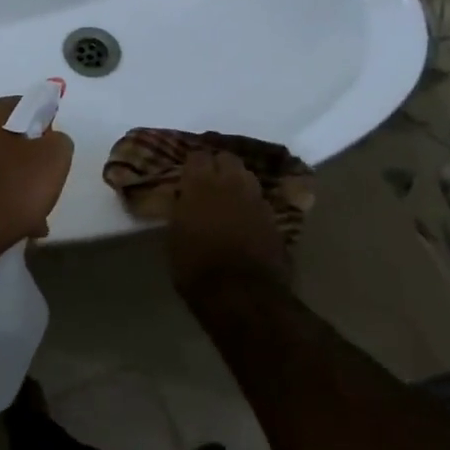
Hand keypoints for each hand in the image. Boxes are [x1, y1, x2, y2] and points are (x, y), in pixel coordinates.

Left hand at [0, 97, 74, 258]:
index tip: (52, 151)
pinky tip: (11, 223)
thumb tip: (49, 139)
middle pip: (4, 137)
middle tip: (43, 184)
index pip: (22, 105)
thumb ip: (58, 140)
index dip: (43, 124)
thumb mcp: (53, 160)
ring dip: (12, 183)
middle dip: (26, 158)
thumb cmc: (9, 192)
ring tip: (31, 214)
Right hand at [166, 150, 291, 297]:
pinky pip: (259, 200)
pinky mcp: (274, 218)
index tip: (187, 172)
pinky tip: (244, 217)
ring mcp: (256, 199)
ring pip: (247, 176)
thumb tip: (183, 200)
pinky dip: (251, 204)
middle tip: (208, 180)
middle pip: (227, 158)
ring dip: (237, 181)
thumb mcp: (174, 238)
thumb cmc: (196, 268)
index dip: (193, 163)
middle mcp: (231, 184)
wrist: (242, 294)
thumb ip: (181, 211)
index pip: (197, 156)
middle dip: (218, 165)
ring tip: (228, 196)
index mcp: (200, 185)